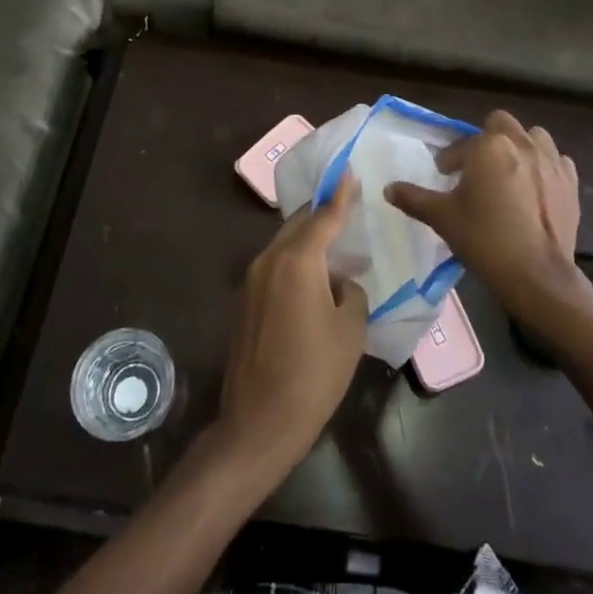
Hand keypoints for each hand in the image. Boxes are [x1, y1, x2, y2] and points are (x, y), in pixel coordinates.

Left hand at [217, 176, 368, 470]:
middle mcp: (268, 261)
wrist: (259, 422)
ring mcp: (249, 282)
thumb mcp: (350, 330)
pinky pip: (272, 269)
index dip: (340, 195)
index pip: (324, 217)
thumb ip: (350, 292)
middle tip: (344, 207)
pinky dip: (293, 264)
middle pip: (298, 226)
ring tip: (331, 246)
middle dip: (321, 215)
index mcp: (297, 261)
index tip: (348, 171)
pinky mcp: (242, 304)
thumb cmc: (314, 373)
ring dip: (306, 242)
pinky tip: (310, 282)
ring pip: (283, 246)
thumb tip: (338, 284)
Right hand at [386, 111, 588, 330]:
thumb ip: (414, 198)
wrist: (537, 274)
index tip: (446, 177)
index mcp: (488, 146)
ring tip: (510, 171)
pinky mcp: (571, 181)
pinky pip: (557, 161)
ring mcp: (551, 160)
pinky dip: (546, 167)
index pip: (462, 144)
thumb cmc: (484, 239)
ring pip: (534, 136)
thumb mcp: (442, 218)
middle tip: (478, 168)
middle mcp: (521, 143)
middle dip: (487, 139)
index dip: (451, 159)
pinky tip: (537, 188)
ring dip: (521, 146)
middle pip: (501, 124)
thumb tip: (388, 188)